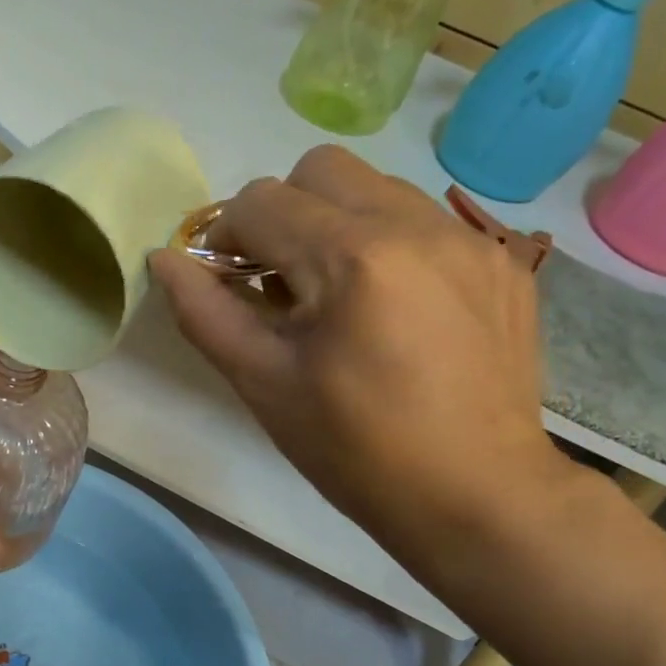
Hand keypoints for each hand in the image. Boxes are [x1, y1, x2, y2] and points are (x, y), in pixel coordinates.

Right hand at [150, 145, 568, 557]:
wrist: (477, 497)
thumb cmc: (355, 450)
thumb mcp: (263, 384)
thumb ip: (205, 312)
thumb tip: (163, 259)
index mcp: (353, 258)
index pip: (260, 201)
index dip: (226, 238)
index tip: (229, 286)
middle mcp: (417, 225)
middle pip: (320, 169)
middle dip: (282, 213)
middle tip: (280, 281)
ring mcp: (470, 239)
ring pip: (376, 187)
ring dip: (335, 224)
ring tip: (337, 297)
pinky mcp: (502, 262)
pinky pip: (424, 221)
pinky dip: (387, 245)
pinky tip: (392, 310)